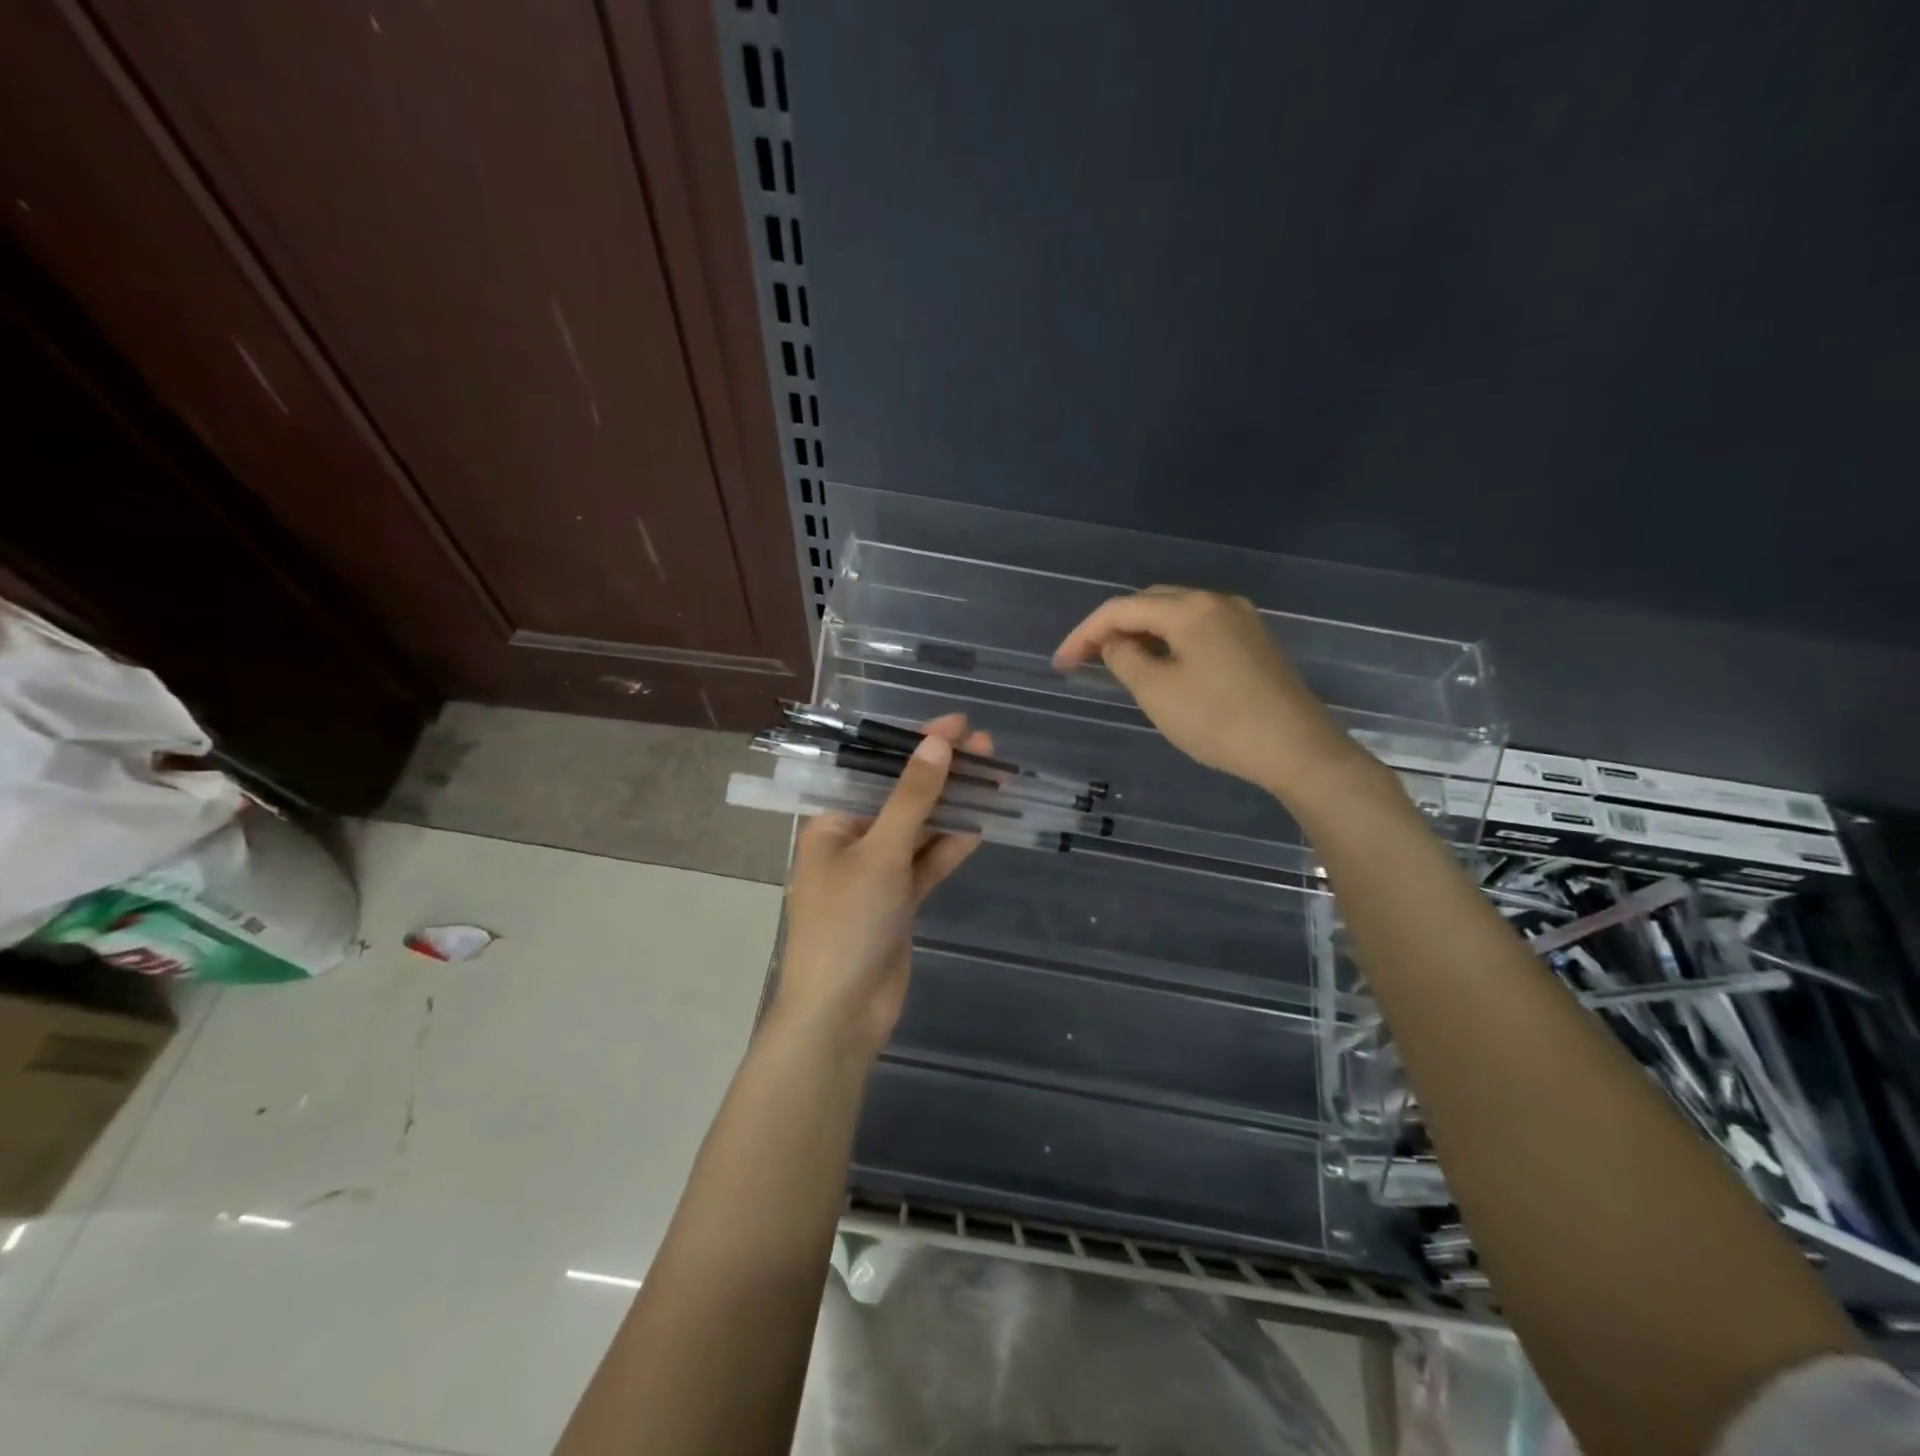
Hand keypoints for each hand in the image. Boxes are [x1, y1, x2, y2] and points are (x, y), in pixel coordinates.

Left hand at [774, 714, 989, 1060]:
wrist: (841, 1014)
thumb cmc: (847, 923)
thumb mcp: (880, 853)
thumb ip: (912, 798)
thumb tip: (937, 744)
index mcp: (830, 823)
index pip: (874, 769)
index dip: (914, 743)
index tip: (956, 724)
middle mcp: (851, 842)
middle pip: (901, 797)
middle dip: (941, 772)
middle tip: (985, 747)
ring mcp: (877, 874)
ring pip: (919, 830)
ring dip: (953, 806)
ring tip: (994, 777)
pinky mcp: (899, 902)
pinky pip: (927, 864)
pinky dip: (951, 846)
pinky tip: (982, 823)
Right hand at [1053, 587, 1363, 798]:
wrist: (1298, 750)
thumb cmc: (1220, 722)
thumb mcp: (1157, 693)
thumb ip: (1125, 659)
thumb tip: (1115, 642)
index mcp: (1190, 609)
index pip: (1121, 608)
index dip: (1084, 633)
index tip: (1061, 663)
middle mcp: (1216, 601)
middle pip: (1150, 602)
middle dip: (1112, 627)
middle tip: (1084, 660)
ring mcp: (1241, 619)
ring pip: (1176, 615)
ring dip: (1141, 633)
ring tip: (1117, 663)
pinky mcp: (1254, 641)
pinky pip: (1198, 629)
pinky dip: (1169, 641)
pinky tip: (1161, 666)